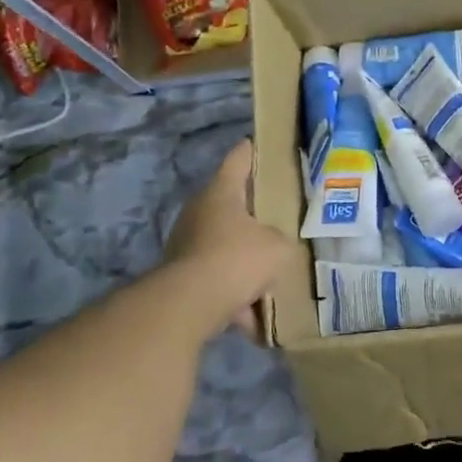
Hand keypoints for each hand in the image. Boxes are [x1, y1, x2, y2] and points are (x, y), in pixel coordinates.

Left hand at [163, 140, 295, 335]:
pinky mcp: (180, 276)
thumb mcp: (278, 247)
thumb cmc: (238, 259)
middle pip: (229, 205)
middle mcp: (199, 212)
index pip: (238, 160)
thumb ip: (281, 240)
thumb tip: (275, 246)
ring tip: (269, 276)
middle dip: (251, 214)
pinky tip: (253, 317)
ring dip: (242, 260)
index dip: (250, 151)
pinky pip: (216, 281)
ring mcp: (186, 244)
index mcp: (221, 193)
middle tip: (276, 218)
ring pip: (222, 247)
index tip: (256, 144)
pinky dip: (233, 297)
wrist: (191, 304)